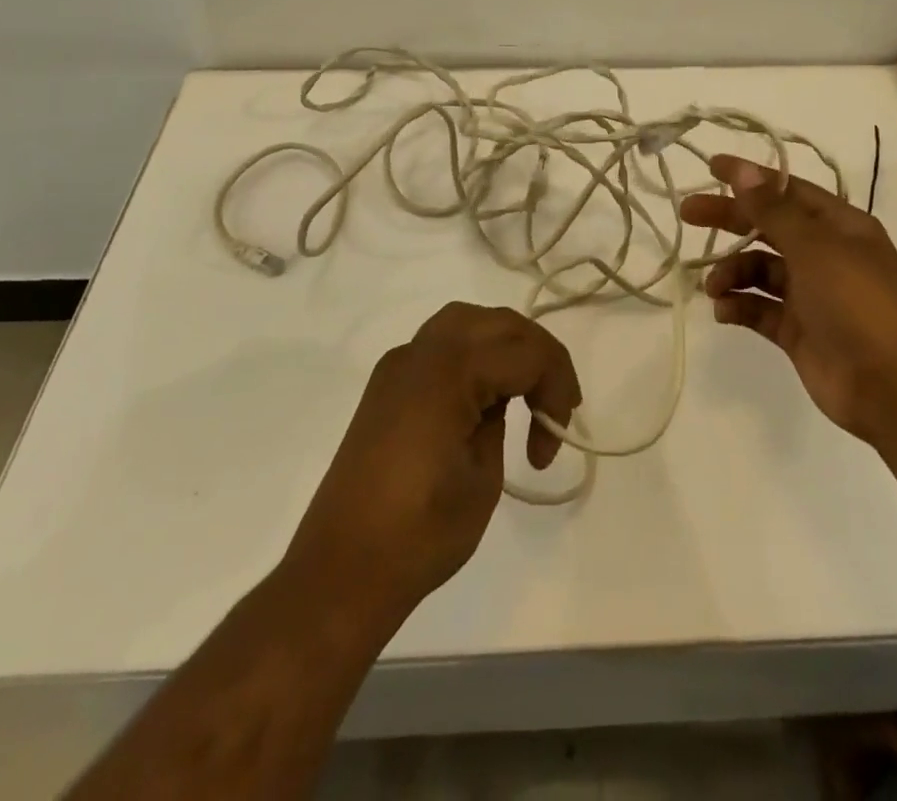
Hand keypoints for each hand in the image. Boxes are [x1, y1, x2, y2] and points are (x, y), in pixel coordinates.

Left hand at [281, 302, 580, 625]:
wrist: (340, 573)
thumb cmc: (419, 534)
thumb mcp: (482, 477)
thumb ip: (499, 421)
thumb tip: (498, 402)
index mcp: (449, 371)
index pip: (526, 352)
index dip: (556, 388)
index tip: (553, 442)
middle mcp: (420, 353)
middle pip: (498, 323)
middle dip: (537, 355)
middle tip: (555, 406)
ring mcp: (398, 366)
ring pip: (466, 323)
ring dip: (504, 347)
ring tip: (525, 391)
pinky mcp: (386, 386)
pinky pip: (440, 346)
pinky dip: (473, 356)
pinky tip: (484, 397)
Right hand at [681, 154, 896, 444]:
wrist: (894, 387)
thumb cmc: (859, 303)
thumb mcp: (815, 247)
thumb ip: (773, 210)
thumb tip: (743, 170)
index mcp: (839, 226)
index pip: (787, 190)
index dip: (751, 177)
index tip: (711, 167)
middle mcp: (825, 254)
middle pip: (768, 227)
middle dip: (730, 220)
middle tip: (688, 214)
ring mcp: (812, 294)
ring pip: (760, 270)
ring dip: (732, 271)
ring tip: (714, 286)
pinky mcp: (798, 330)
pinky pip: (760, 308)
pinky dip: (739, 306)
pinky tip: (724, 310)